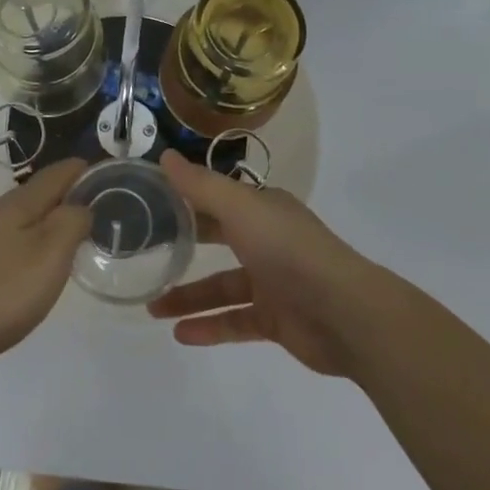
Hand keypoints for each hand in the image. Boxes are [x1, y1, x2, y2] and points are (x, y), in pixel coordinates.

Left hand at [0, 159, 90, 376]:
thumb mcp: (49, 256)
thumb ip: (70, 224)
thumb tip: (81, 205)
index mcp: (16, 205)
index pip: (54, 176)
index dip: (79, 170)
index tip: (101, 170)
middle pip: (33, 195)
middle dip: (62, 195)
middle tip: (91, 207)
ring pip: (16, 220)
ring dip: (42, 221)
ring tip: (64, 238)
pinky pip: (3, 243)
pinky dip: (24, 244)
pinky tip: (25, 267)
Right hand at [148, 152, 398, 377]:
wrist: (345, 313)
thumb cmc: (288, 249)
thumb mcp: (239, 208)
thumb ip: (200, 185)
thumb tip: (164, 156)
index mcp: (263, 209)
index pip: (218, 199)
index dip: (186, 199)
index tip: (150, 203)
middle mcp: (267, 240)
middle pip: (218, 240)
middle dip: (183, 247)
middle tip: (144, 255)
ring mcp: (273, 282)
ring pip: (222, 287)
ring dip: (189, 297)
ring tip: (153, 308)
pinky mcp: (276, 320)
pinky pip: (235, 321)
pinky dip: (209, 327)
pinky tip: (180, 334)